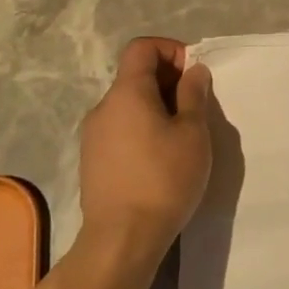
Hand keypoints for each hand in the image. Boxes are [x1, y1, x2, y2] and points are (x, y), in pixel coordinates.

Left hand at [78, 36, 213, 243]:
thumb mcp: (192, 132)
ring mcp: (93, 137)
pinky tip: (161, 158)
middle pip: (135, 75)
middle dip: (169, 81)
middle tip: (196, 107)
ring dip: (157, 107)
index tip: (193, 76)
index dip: (171, 50)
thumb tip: (193, 71)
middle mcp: (103, 108)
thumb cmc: (163, 179)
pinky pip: (121, 129)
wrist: (121, 240)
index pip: (142, 47)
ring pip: (129, 104)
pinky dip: (143, 129)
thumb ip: (194, 94)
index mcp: (126, 93)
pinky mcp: (92, 162)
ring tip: (182, 135)